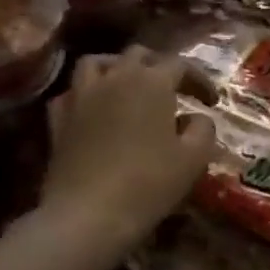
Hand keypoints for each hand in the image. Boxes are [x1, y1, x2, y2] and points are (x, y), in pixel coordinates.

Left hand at [40, 48, 216, 254]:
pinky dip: (85, 94)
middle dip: (159, 67)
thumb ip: (203, 129)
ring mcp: (81, 95)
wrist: (89, 214)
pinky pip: (71, 92)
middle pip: (138, 55)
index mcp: (152, 82)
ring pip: (97, 63)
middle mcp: (115, 77)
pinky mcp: (58, 118)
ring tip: (128, 86)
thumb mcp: (194, 158)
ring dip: (117, 68)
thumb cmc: (149, 183)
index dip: (199, 80)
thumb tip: (197, 118)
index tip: (211, 102)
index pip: (181, 65)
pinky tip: (94, 110)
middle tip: (173, 90)